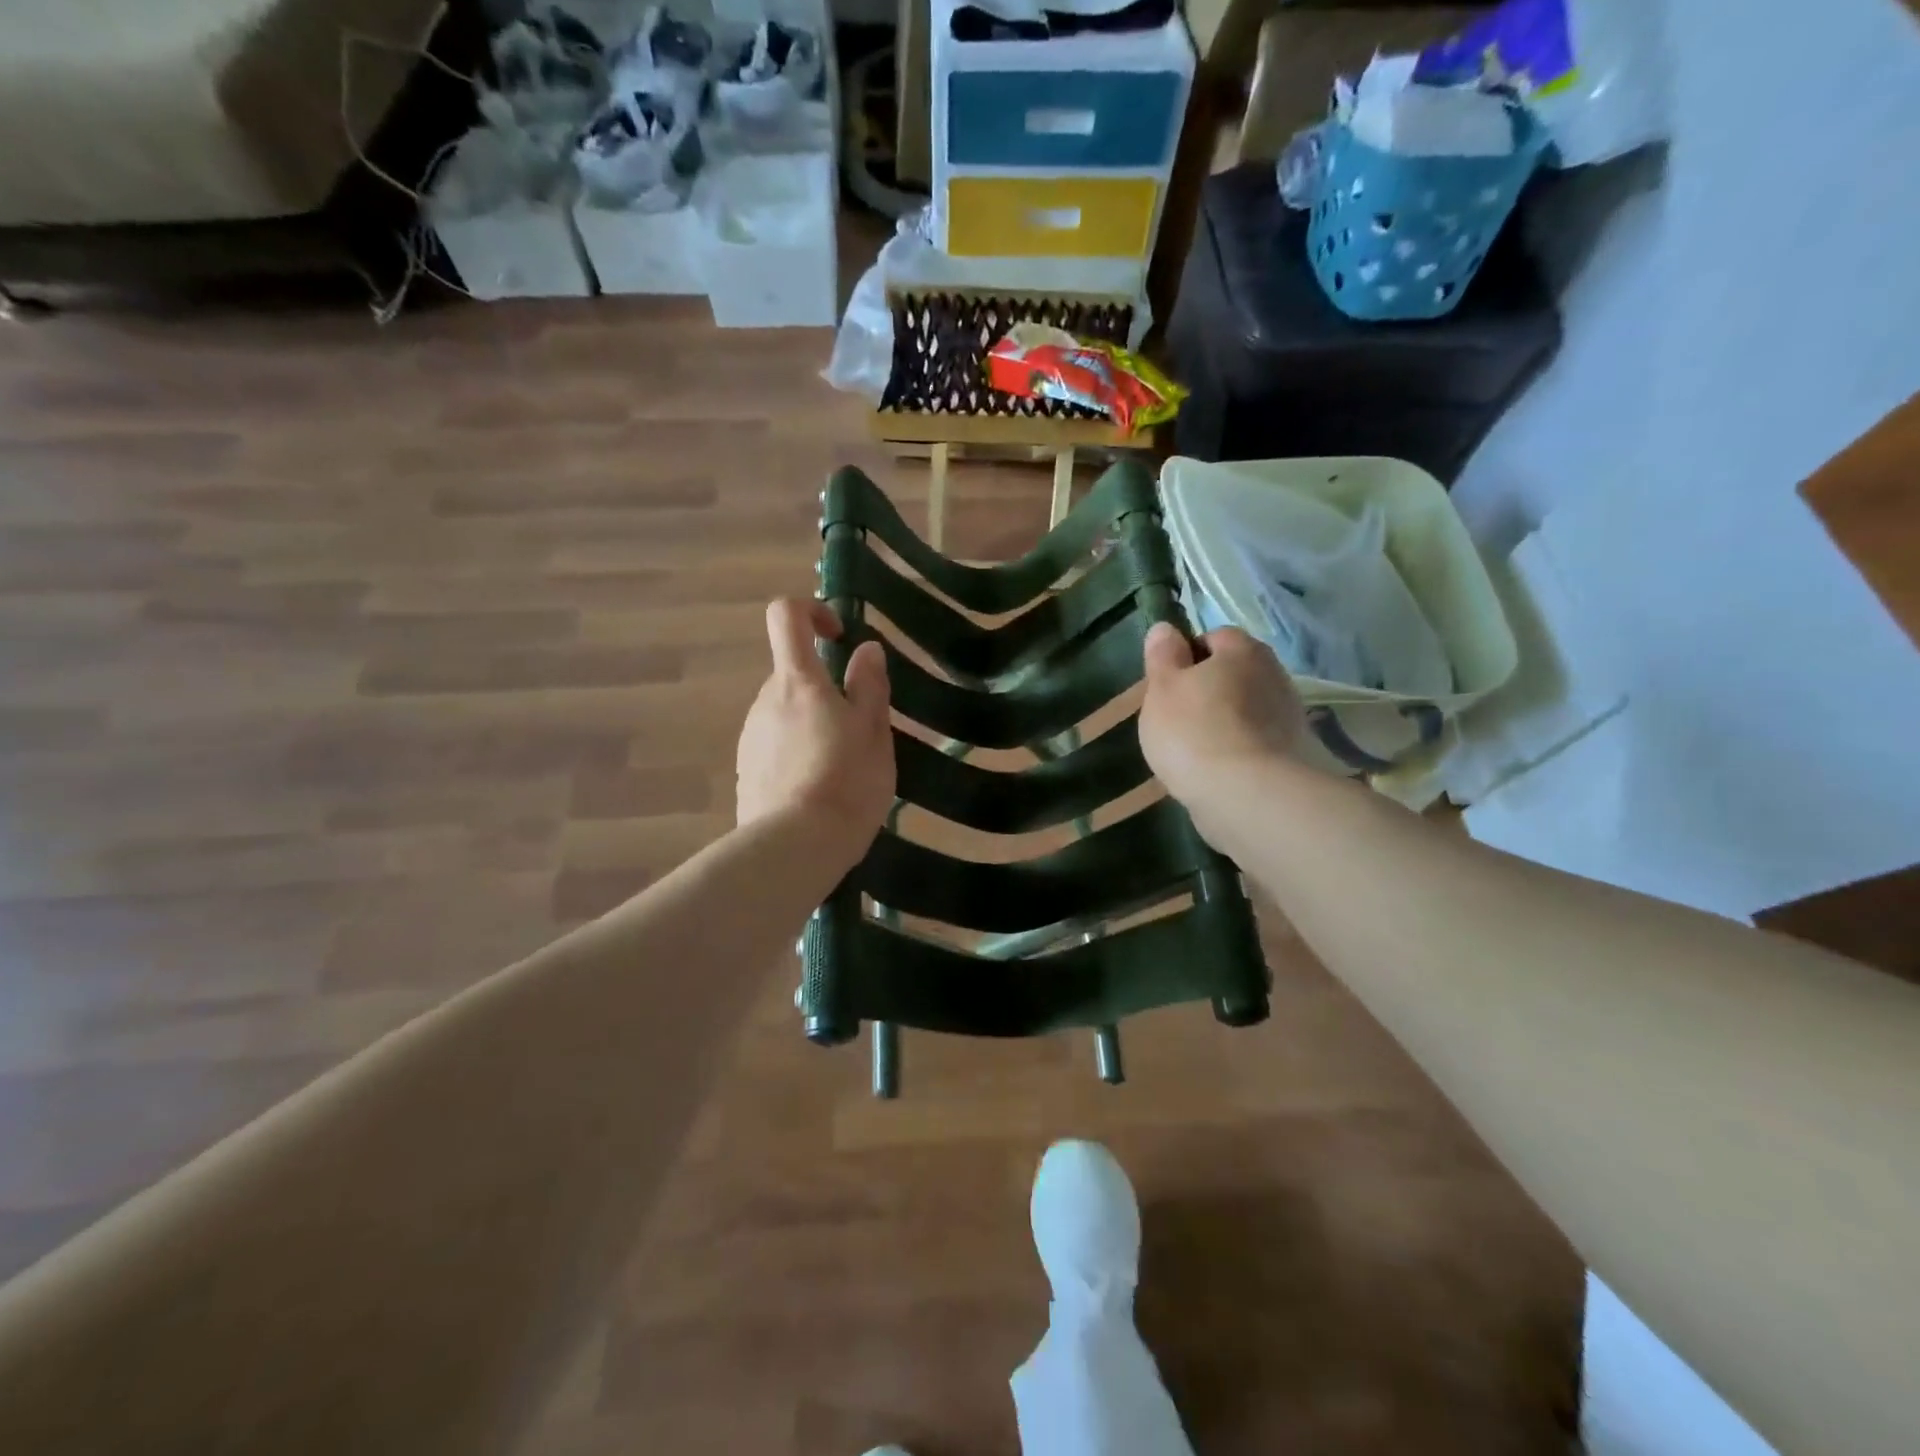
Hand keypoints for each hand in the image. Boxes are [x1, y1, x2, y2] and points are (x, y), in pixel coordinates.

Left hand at [736, 598, 893, 872]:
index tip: (838, 638)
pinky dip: (797, 754)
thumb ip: (870, 686)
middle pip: (793, 675)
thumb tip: (866, 649)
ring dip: (812, 726)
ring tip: (842, 770)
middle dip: (825, 691)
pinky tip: (818, 791)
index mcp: (798, 682)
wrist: (795, 848)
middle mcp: (765, 700)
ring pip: (786, 714)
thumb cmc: (847, 782)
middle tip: (859, 732)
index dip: (812, 611)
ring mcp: (750, 736)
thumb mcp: (874, 732)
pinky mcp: (745, 770)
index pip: (786, 616)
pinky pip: (775, 746)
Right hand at [1139, 624, 1304, 839]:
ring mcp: (1288, 715)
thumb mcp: (1162, 688)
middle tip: (1177, 717)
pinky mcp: (1292, 753)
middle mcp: (1274, 674)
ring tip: (1195, 749)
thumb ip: (1163, 655)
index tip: (1168, 685)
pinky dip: (1238, 749)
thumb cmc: (1194, 731)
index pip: (1214, 637)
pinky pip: (1255, 740)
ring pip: (1245, 708)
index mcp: (1243, 650)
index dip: (1187, 657)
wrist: (1245, 795)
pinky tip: (1217, 770)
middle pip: (1234, 673)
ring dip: (1224, 721)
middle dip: (1209, 689)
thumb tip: (1166, 629)